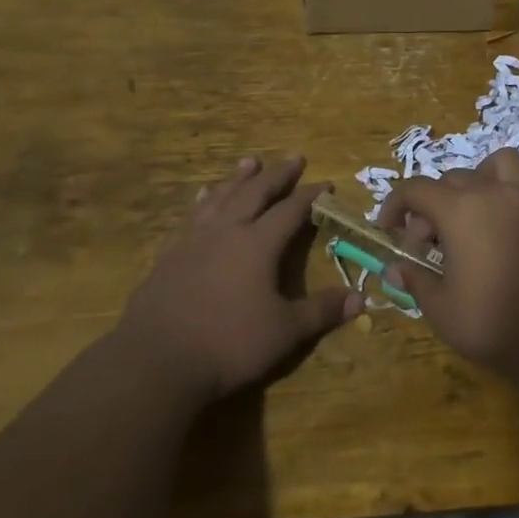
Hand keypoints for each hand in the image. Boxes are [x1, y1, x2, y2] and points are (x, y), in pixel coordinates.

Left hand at [118, 156, 359, 402]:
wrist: (157, 360)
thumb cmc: (229, 344)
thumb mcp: (285, 332)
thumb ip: (322, 311)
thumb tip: (360, 298)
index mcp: (257, 244)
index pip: (290, 211)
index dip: (310, 196)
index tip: (326, 184)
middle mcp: (225, 231)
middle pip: (254, 193)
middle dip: (277, 175)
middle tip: (293, 157)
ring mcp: (192, 241)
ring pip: (220, 197)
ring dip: (237, 179)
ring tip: (249, 162)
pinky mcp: (168, 255)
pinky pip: (190, 217)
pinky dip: (202, 202)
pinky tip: (203, 199)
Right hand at [378, 148, 518, 375]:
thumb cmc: (495, 324)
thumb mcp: (441, 310)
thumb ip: (416, 280)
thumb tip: (395, 267)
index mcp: (461, 210)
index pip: (416, 189)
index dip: (395, 205)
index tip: (390, 229)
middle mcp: (497, 192)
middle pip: (455, 178)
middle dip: (435, 204)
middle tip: (433, 242)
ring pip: (504, 163)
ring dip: (485, 179)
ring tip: (481, 209)